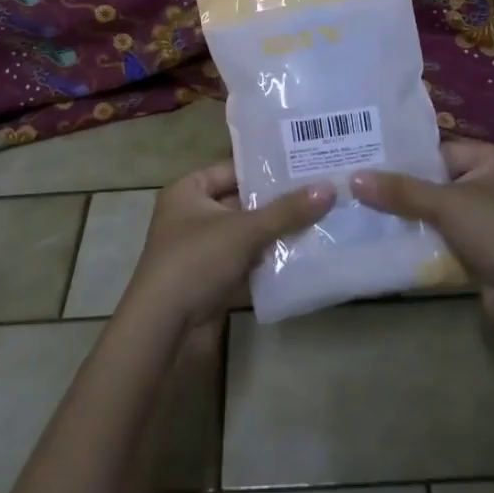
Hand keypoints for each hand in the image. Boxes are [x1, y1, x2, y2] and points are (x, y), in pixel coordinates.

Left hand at [119, 161, 335, 333]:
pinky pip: (248, 259)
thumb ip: (287, 211)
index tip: (306, 162)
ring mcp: (203, 249)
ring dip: (279, 230)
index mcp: (188, 191)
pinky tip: (307, 252)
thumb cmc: (195, 263)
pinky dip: (271, 257)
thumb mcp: (243, 231)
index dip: (267, 166)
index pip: (233, 168)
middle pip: (243, 200)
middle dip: (280, 200)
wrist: (164, 331)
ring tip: (324, 216)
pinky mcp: (214, 279)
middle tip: (323, 189)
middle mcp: (193, 215)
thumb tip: (329, 188)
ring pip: (248, 232)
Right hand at [351, 140, 493, 295]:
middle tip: (363, 188)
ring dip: (415, 216)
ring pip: (444, 211)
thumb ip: (401, 191)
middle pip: (441, 180)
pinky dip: (428, 238)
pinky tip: (395, 241)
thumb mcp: (446, 205)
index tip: (368, 163)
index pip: (442, 151)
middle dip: (407, 189)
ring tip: (370, 213)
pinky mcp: (489, 250)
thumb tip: (353, 177)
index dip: (407, 158)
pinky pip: (450, 236)